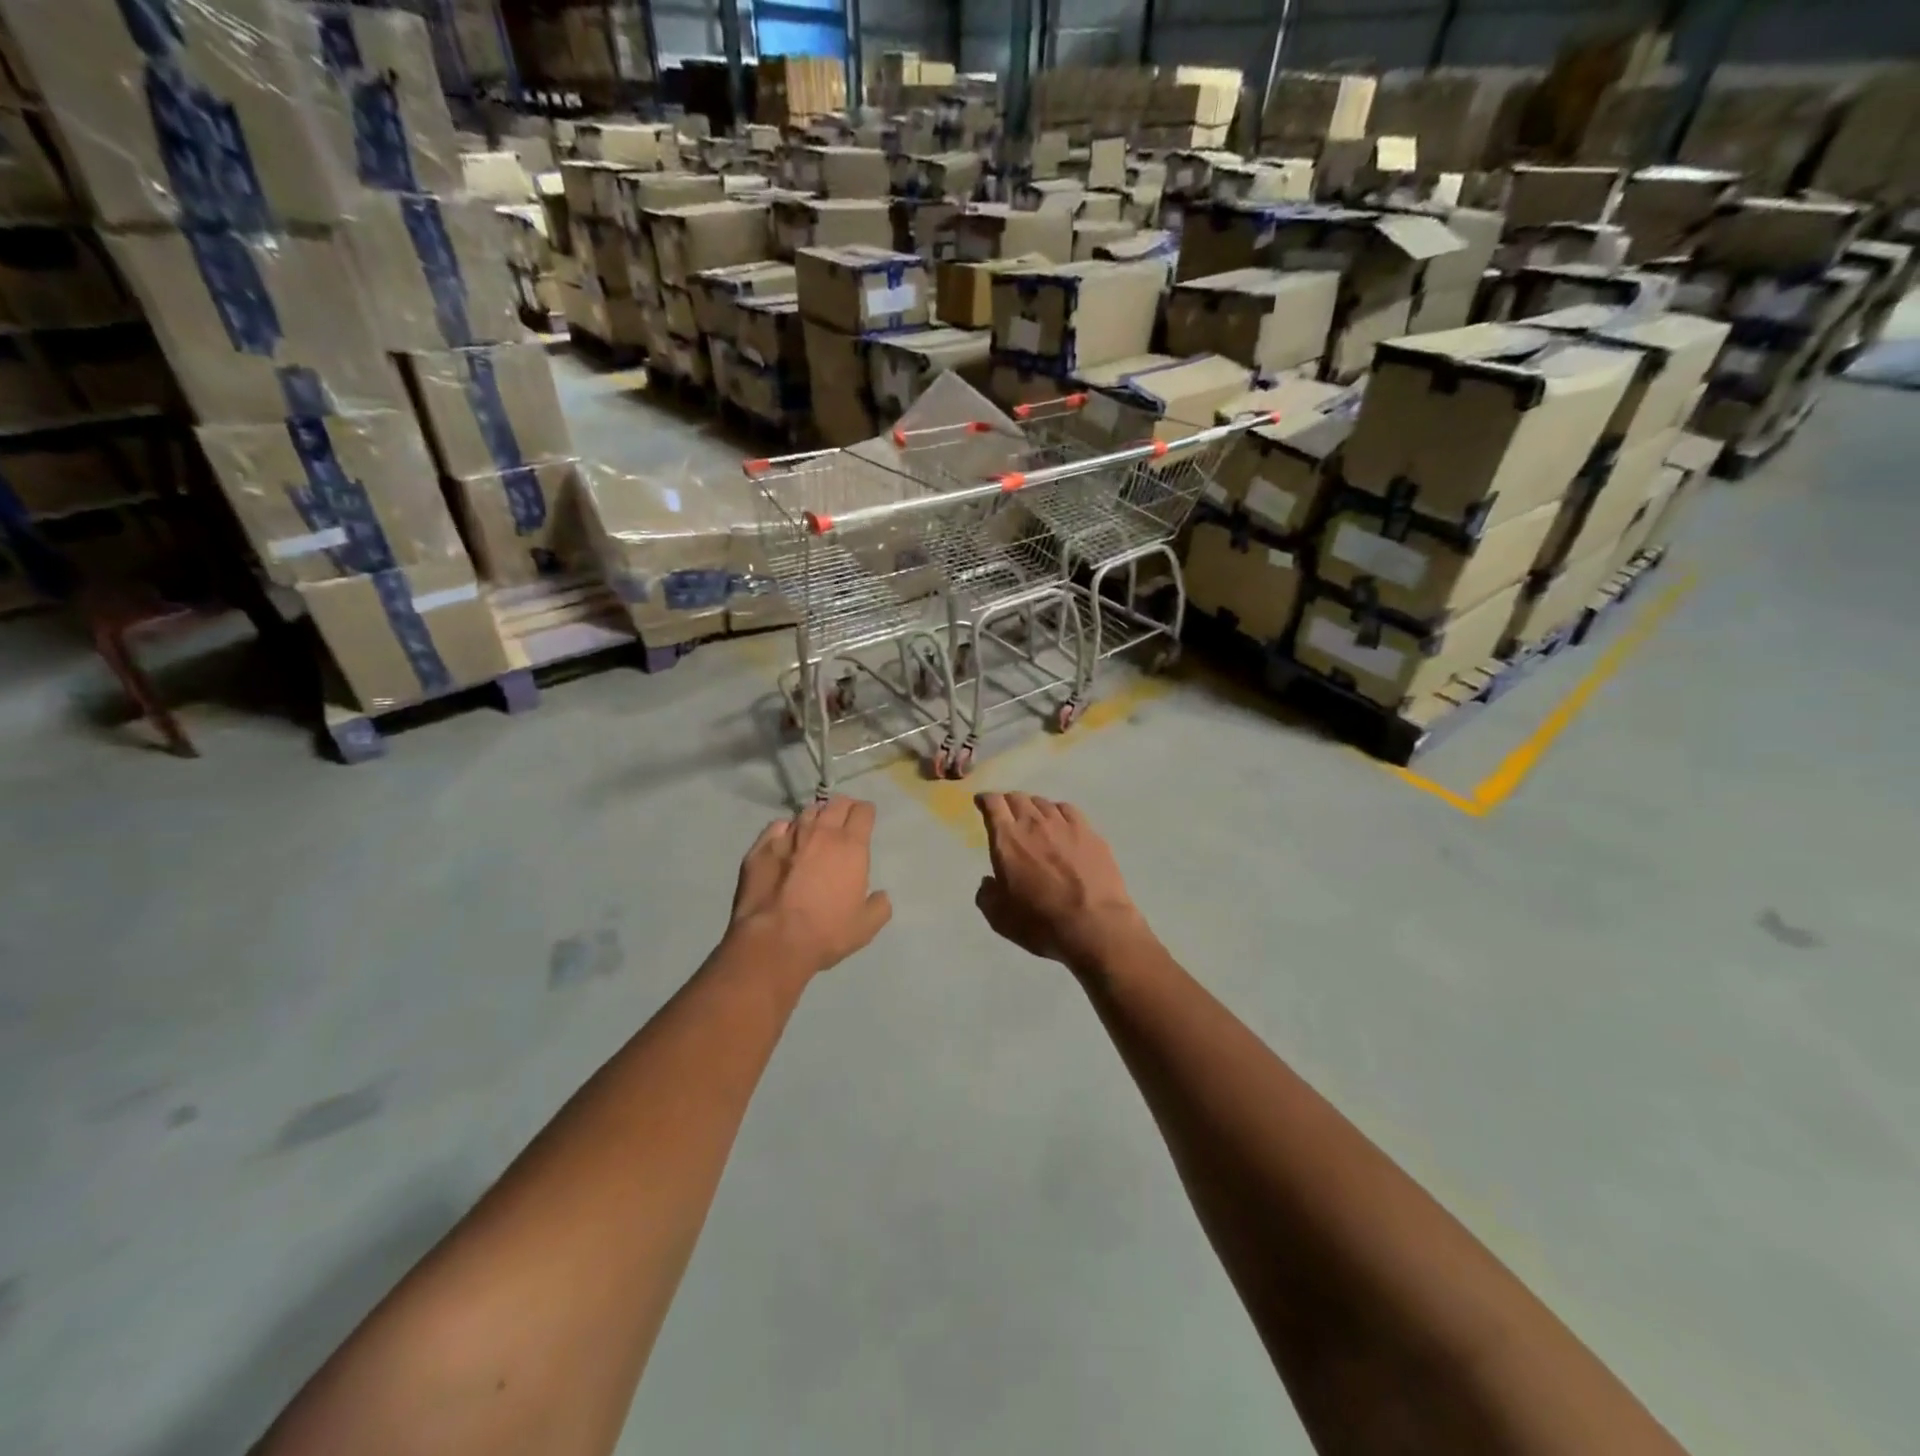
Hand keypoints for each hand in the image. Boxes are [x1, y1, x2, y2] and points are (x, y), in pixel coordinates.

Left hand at [729, 797, 892, 979]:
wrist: (773, 941)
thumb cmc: (825, 932)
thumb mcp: (865, 927)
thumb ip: (879, 906)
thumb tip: (880, 896)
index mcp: (851, 846)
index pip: (863, 811)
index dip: (866, 813)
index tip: (866, 819)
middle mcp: (821, 832)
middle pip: (836, 803)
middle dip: (844, 807)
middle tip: (844, 820)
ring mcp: (788, 836)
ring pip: (807, 812)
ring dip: (815, 817)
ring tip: (815, 830)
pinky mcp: (761, 846)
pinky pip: (778, 826)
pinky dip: (786, 830)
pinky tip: (786, 842)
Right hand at [974, 793, 1150, 972]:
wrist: (1094, 926)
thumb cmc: (1041, 923)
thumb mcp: (1000, 918)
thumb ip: (987, 895)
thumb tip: (989, 882)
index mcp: (1007, 840)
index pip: (993, 804)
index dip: (985, 800)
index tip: (982, 802)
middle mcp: (1034, 824)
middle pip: (1018, 798)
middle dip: (1008, 802)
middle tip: (1007, 812)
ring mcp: (1064, 825)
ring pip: (1043, 802)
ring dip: (1033, 807)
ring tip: (1034, 818)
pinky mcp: (1089, 832)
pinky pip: (1068, 810)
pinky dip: (1058, 812)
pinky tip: (1060, 822)